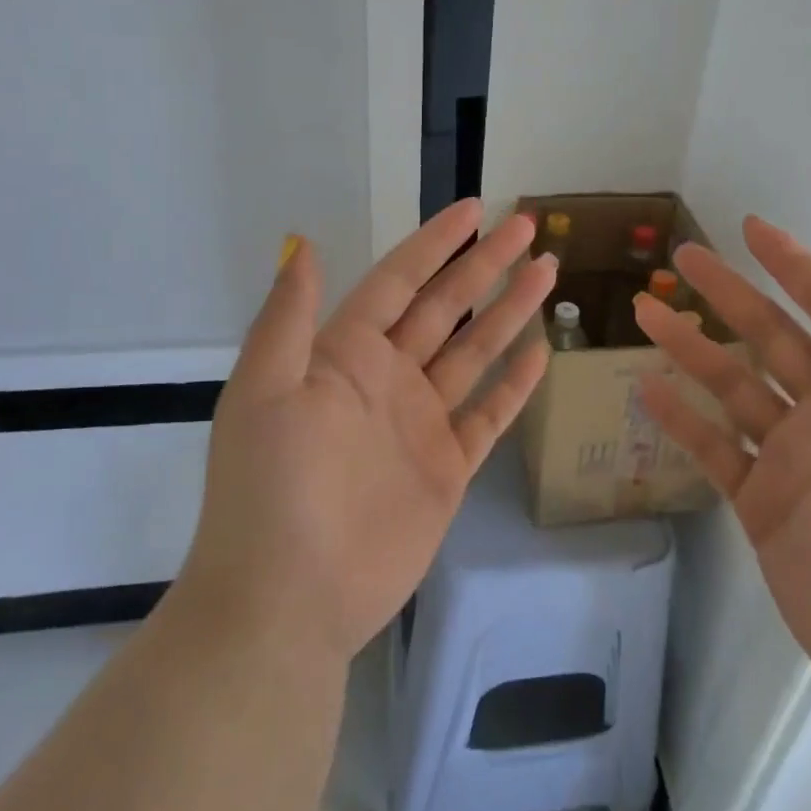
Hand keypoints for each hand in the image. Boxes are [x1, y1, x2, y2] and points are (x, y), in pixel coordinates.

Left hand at [175, 200, 555, 662]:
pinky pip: (487, 415)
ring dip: (509, 312)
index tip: (474, 209)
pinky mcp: (446, 468)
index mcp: (344, 355)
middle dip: (486, 265)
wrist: (287, 601)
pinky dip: (514, 385)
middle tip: (527, 227)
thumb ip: (289, 317)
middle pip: (446, 307)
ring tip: (546, 273)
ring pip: (475, 353)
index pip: (399, 281)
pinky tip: (540, 353)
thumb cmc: (271, 489)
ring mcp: (420, 422)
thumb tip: (306, 244)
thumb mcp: (264, 391)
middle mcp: (387, 379)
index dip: (435, 243)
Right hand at [636, 216, 810, 717]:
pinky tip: (649, 389)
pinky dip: (682, 419)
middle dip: (728, 295)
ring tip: (647, 313)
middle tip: (682, 259)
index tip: (753, 230)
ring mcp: (791, 459)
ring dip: (691, 349)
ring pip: (732, 388)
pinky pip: (714, 449)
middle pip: (768, 340)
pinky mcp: (762, 503)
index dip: (795, 268)